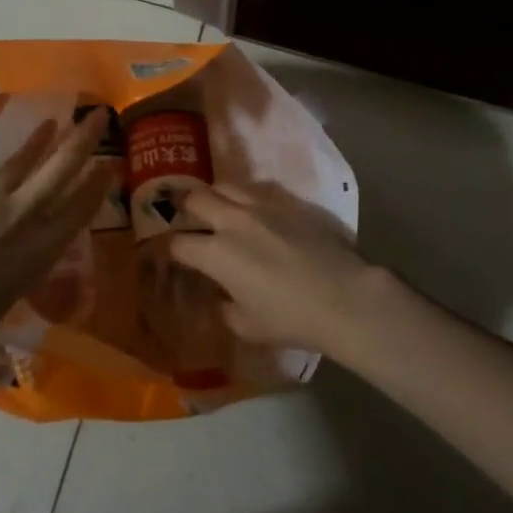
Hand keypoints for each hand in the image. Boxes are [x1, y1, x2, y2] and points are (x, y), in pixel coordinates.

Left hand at [0, 107, 112, 400]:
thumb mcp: (6, 302)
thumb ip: (16, 273)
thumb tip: (11, 265)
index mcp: (41, 251)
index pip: (80, 209)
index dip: (97, 185)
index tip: (110, 165)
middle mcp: (24, 217)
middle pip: (61, 169)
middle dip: (83, 140)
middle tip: (97, 115)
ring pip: (24, 159)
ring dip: (41, 139)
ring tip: (53, 121)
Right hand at [166, 183, 392, 358]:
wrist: (344, 297)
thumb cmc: (291, 318)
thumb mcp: (246, 326)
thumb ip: (223, 307)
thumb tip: (220, 294)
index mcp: (216, 253)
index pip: (178, 243)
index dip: (168, 249)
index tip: (169, 255)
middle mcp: (233, 221)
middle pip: (195, 199)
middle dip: (185, 209)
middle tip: (188, 221)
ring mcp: (262, 206)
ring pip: (225, 186)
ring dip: (215, 197)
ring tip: (218, 210)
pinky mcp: (288, 202)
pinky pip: (257, 190)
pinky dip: (246, 198)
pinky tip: (253, 212)